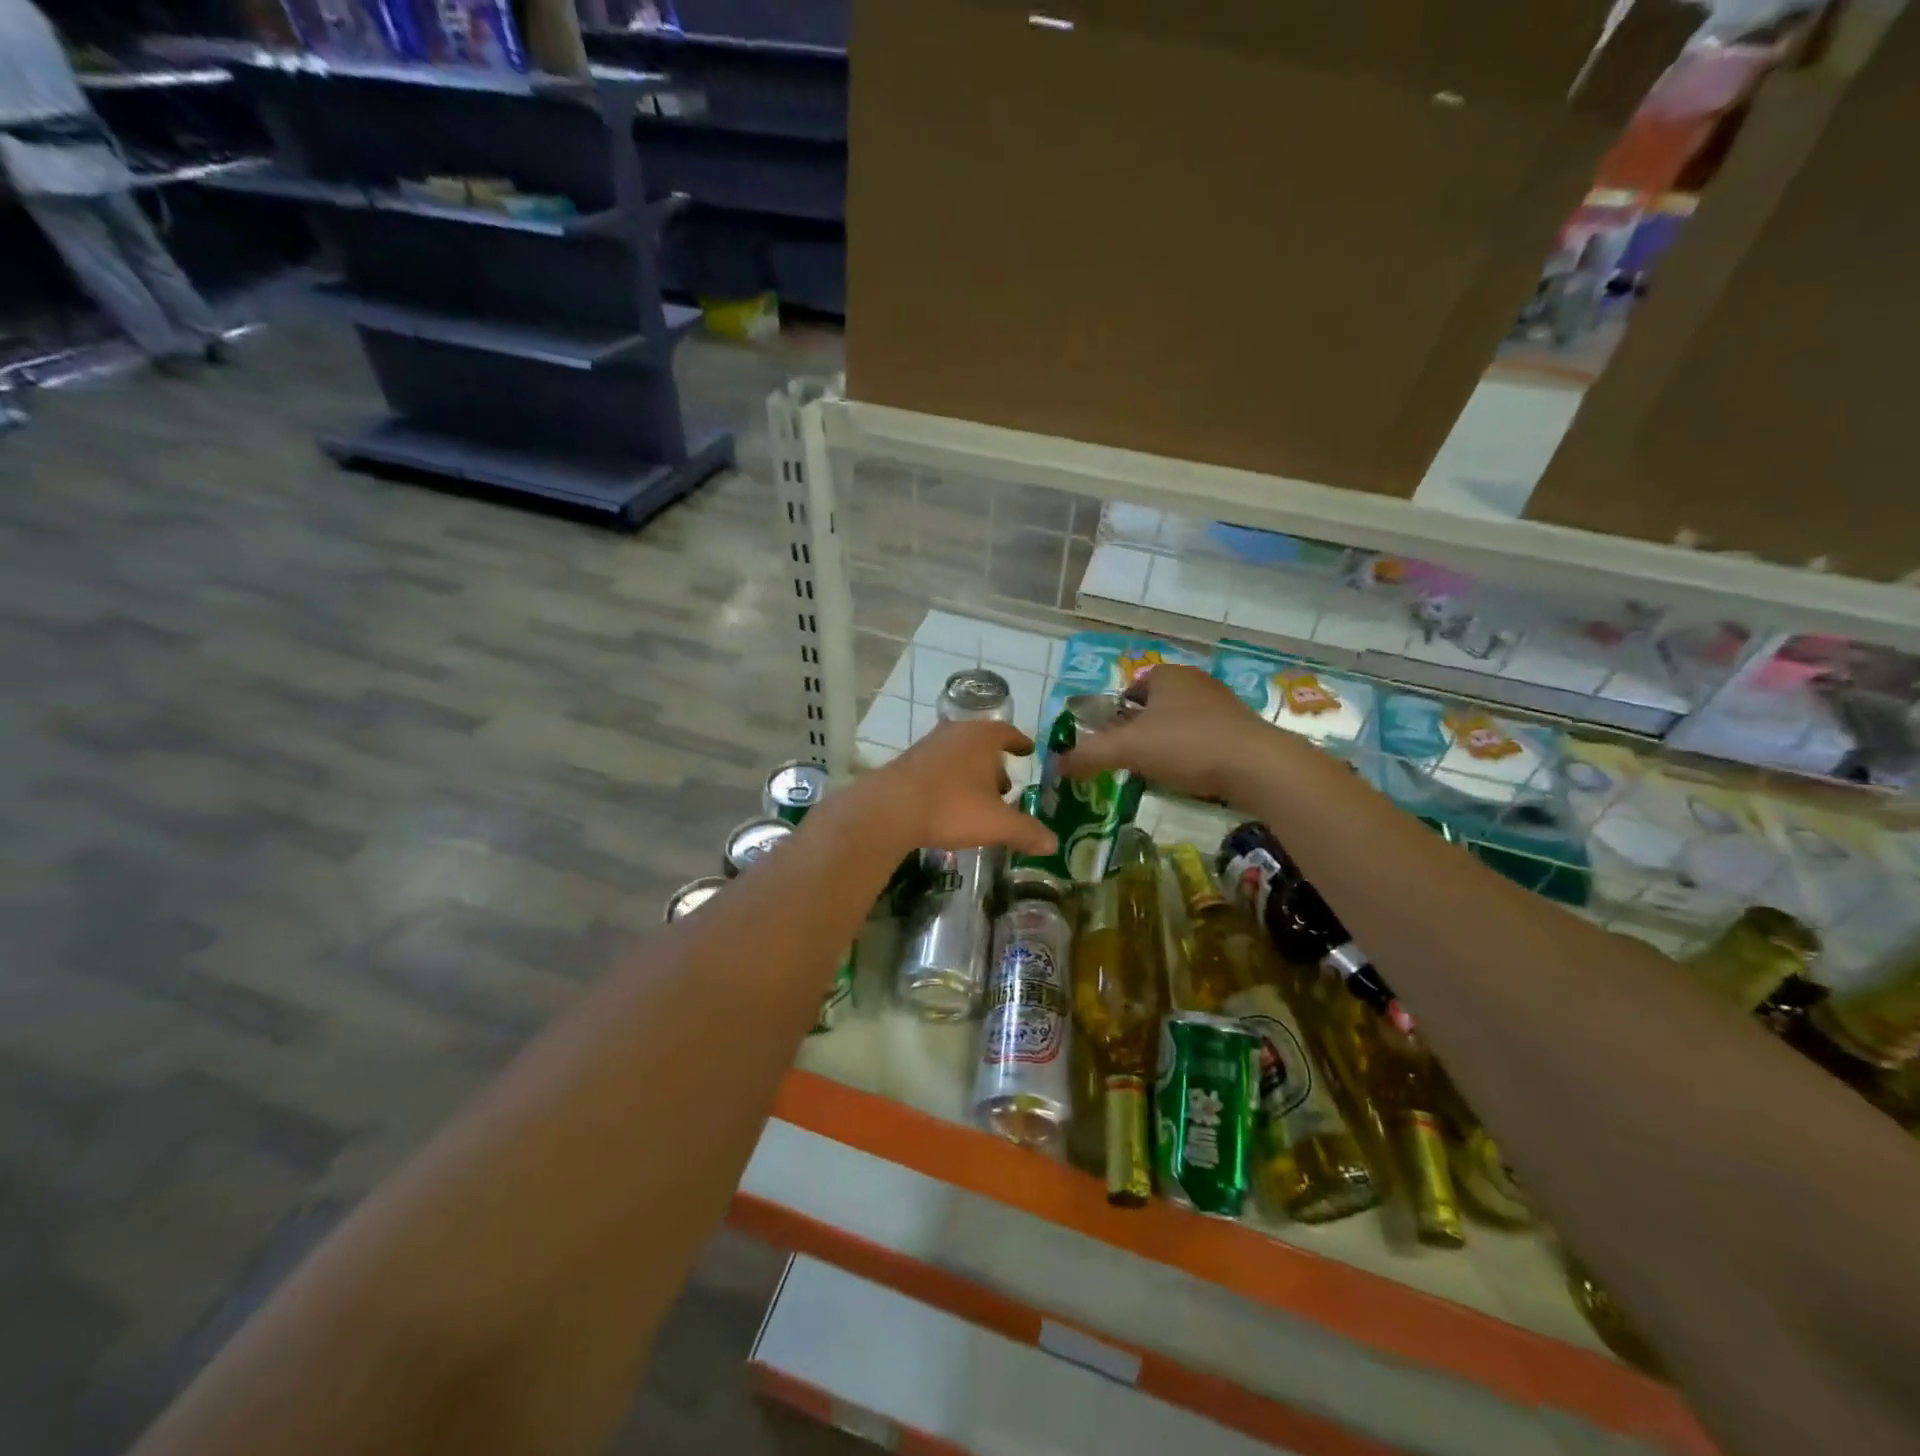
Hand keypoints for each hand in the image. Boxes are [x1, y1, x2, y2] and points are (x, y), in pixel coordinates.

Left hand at [855, 720, 1056, 855]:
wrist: (890, 809)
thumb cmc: (952, 807)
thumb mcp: (996, 823)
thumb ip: (1026, 831)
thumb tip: (1053, 843)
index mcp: (982, 737)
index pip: (1008, 733)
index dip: (1020, 743)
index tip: (1027, 751)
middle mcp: (955, 733)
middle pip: (982, 743)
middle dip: (995, 764)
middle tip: (1005, 787)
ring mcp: (928, 745)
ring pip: (958, 754)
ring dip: (971, 773)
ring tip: (978, 799)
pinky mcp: (908, 761)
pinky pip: (939, 766)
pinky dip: (950, 779)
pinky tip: (949, 803)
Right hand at [1055, 664, 1271, 801]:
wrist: (1258, 767)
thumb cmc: (1187, 745)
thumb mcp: (1127, 749)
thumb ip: (1088, 755)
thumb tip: (1055, 764)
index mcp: (1167, 675)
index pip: (1131, 689)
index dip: (1116, 715)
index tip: (1110, 742)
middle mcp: (1196, 682)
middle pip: (1155, 707)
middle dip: (1140, 732)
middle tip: (1130, 760)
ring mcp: (1223, 705)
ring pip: (1181, 724)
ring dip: (1167, 745)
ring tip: (1158, 773)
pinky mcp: (1243, 730)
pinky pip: (1205, 740)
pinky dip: (1193, 756)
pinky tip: (1190, 778)